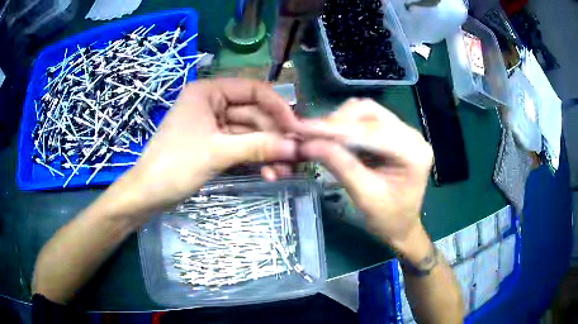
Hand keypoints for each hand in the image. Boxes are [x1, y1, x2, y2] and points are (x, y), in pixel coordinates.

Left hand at [123, 78, 299, 211]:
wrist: (148, 194)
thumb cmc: (174, 165)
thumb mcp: (217, 152)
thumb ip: (258, 146)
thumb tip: (296, 146)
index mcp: (208, 91)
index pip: (253, 90)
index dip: (278, 107)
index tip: (296, 129)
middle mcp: (212, 103)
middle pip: (254, 114)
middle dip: (273, 136)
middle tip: (295, 157)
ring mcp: (213, 125)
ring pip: (249, 133)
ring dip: (266, 151)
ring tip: (282, 171)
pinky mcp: (213, 144)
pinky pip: (240, 146)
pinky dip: (254, 158)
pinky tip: (267, 173)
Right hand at [297, 99, 433, 254]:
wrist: (401, 226)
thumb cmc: (387, 219)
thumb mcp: (364, 196)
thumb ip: (339, 165)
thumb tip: (307, 143)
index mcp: (413, 152)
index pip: (371, 131)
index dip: (334, 128)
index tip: (302, 129)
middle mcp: (412, 134)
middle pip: (370, 112)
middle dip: (337, 121)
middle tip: (309, 134)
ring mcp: (404, 131)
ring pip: (366, 111)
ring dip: (340, 121)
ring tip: (319, 136)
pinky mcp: (393, 133)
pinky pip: (366, 120)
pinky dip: (345, 125)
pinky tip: (332, 137)